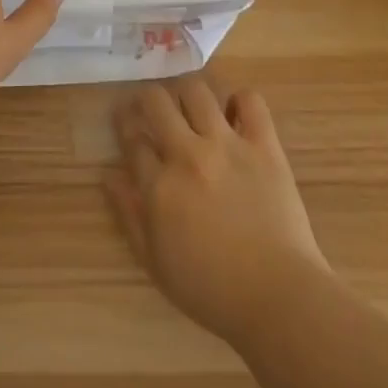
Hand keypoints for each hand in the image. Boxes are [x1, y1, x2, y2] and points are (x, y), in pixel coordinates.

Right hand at [106, 78, 330, 345]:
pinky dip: (240, 101)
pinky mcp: (263, 144)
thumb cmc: (212, 289)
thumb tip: (109, 175)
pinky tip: (234, 114)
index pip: (133, 139)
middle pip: (157, 102)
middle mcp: (188, 155)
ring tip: (191, 106)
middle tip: (152, 107)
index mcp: (160, 187)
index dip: (125, 125)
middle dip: (148, 99)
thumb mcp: (156, 263)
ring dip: (188, 94)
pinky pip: (250, 101)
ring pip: (197, 91)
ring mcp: (228, 145)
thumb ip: (129, 215)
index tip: (126, 120)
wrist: (278, 296)